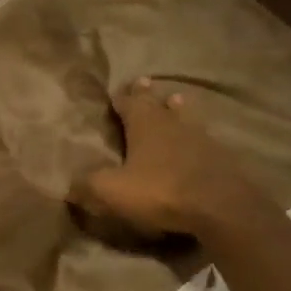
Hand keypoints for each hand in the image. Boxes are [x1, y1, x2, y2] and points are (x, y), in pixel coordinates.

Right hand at [73, 78, 270, 239]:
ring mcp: (202, 139)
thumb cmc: (161, 191)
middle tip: (145, 82)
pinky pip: (205, 140)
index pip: (130, 103)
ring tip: (176, 101)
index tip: (117, 91)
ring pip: (186, 117)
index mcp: (145, 125)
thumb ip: (88, 185)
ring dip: (178, 109)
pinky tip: (199, 142)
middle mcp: (173, 124)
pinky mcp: (222, 159)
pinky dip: (197, 137)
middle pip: (159, 104)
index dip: (122, 98)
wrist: (221, 207)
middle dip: (149, 95)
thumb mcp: (112, 191)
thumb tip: (68, 186)